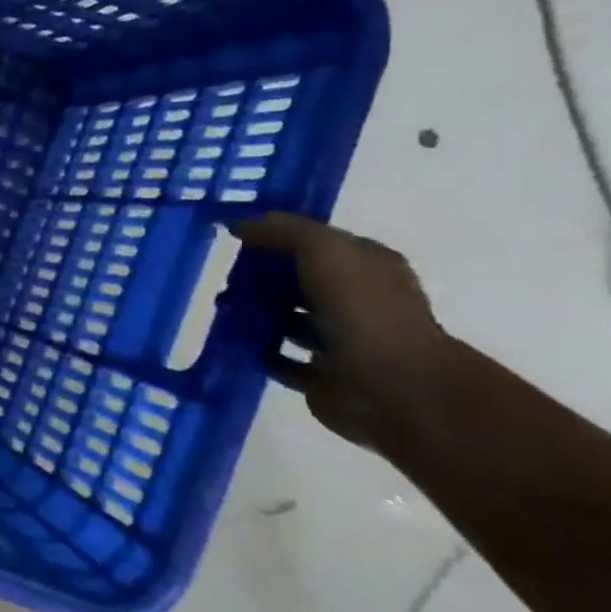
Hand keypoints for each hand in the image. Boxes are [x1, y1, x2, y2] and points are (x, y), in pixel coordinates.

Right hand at [233, 213, 453, 455]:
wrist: (391, 387)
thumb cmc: (362, 309)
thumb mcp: (324, 249)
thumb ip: (284, 231)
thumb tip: (241, 224)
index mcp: (370, 268)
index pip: (319, 243)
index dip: (279, 236)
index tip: (235, 237)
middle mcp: (359, 301)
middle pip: (300, 281)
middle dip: (261, 277)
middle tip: (221, 276)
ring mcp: (342, 341)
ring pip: (287, 319)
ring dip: (254, 314)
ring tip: (219, 308)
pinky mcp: (322, 375)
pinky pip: (278, 357)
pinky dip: (256, 350)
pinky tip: (230, 340)